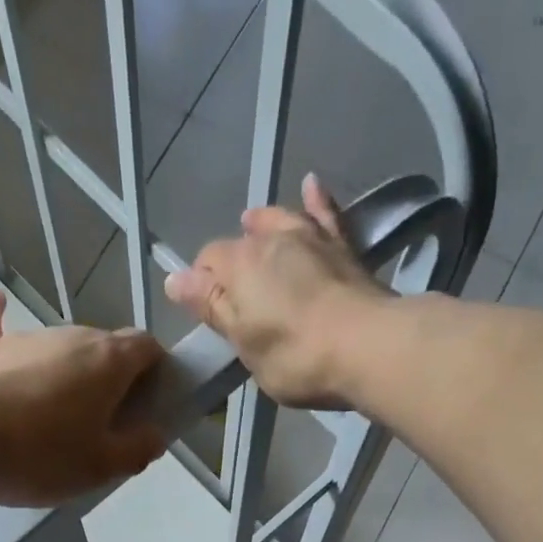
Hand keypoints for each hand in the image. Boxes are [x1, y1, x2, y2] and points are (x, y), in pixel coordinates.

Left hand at [0, 291, 168, 506]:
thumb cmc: (40, 454)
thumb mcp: (100, 467)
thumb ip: (136, 450)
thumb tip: (156, 434)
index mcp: (107, 362)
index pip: (146, 347)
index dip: (156, 370)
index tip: (152, 401)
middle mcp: (70, 336)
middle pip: (105, 347)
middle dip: (114, 378)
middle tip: (108, 424)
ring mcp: (24, 337)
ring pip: (60, 346)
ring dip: (70, 371)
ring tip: (60, 414)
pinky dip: (0, 316)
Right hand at [165, 174, 391, 408]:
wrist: (367, 346)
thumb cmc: (296, 356)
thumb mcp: (246, 343)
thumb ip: (214, 308)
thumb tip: (175, 279)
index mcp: (240, 266)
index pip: (208, 263)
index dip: (202, 284)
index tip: (204, 307)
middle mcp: (271, 240)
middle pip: (242, 243)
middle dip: (232, 259)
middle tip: (231, 284)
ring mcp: (311, 238)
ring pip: (280, 221)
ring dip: (264, 223)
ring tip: (254, 223)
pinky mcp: (344, 247)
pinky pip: (326, 214)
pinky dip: (316, 199)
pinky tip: (312, 184)